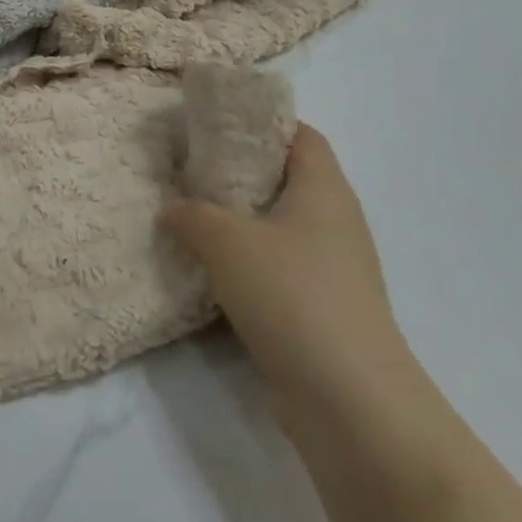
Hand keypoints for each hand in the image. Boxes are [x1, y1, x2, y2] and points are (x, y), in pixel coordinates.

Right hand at [160, 124, 414, 422]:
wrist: (349, 401)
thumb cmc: (292, 295)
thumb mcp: (226, 241)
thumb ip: (191, 214)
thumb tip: (172, 208)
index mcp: (324, 190)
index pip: (300, 134)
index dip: (262, 121)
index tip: (215, 121)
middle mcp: (333, 222)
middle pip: (285, 178)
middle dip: (237, 170)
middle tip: (187, 166)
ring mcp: (329, 268)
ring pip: (276, 225)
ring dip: (235, 219)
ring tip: (186, 212)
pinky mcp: (317, 307)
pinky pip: (275, 266)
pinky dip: (242, 261)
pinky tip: (204, 267)